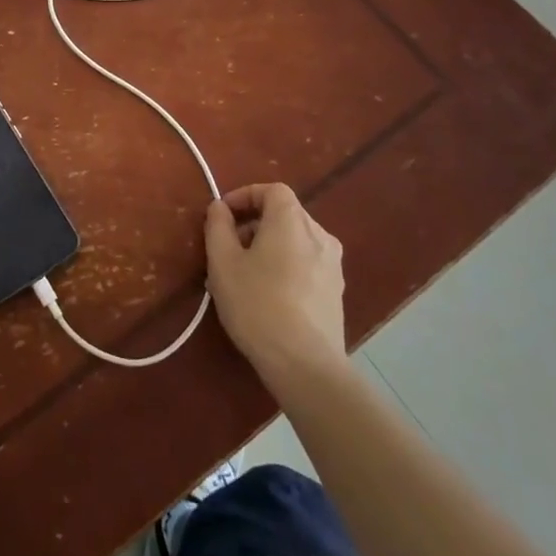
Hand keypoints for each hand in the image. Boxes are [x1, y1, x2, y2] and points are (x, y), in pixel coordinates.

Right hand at [204, 183, 346, 393]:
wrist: (306, 364)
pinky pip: (307, 263)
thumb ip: (218, 226)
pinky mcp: (337, 292)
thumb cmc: (258, 305)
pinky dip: (286, 265)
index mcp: (292, 221)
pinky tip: (268, 295)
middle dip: (254, 223)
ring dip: (269, 246)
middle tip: (228, 248)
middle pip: (285, 214)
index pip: (272, 190)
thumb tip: (220, 208)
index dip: (245, 196)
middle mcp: (319, 234)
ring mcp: (333, 265)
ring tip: (245, 274)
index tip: (223, 216)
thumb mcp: (223, 263)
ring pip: (296, 240)